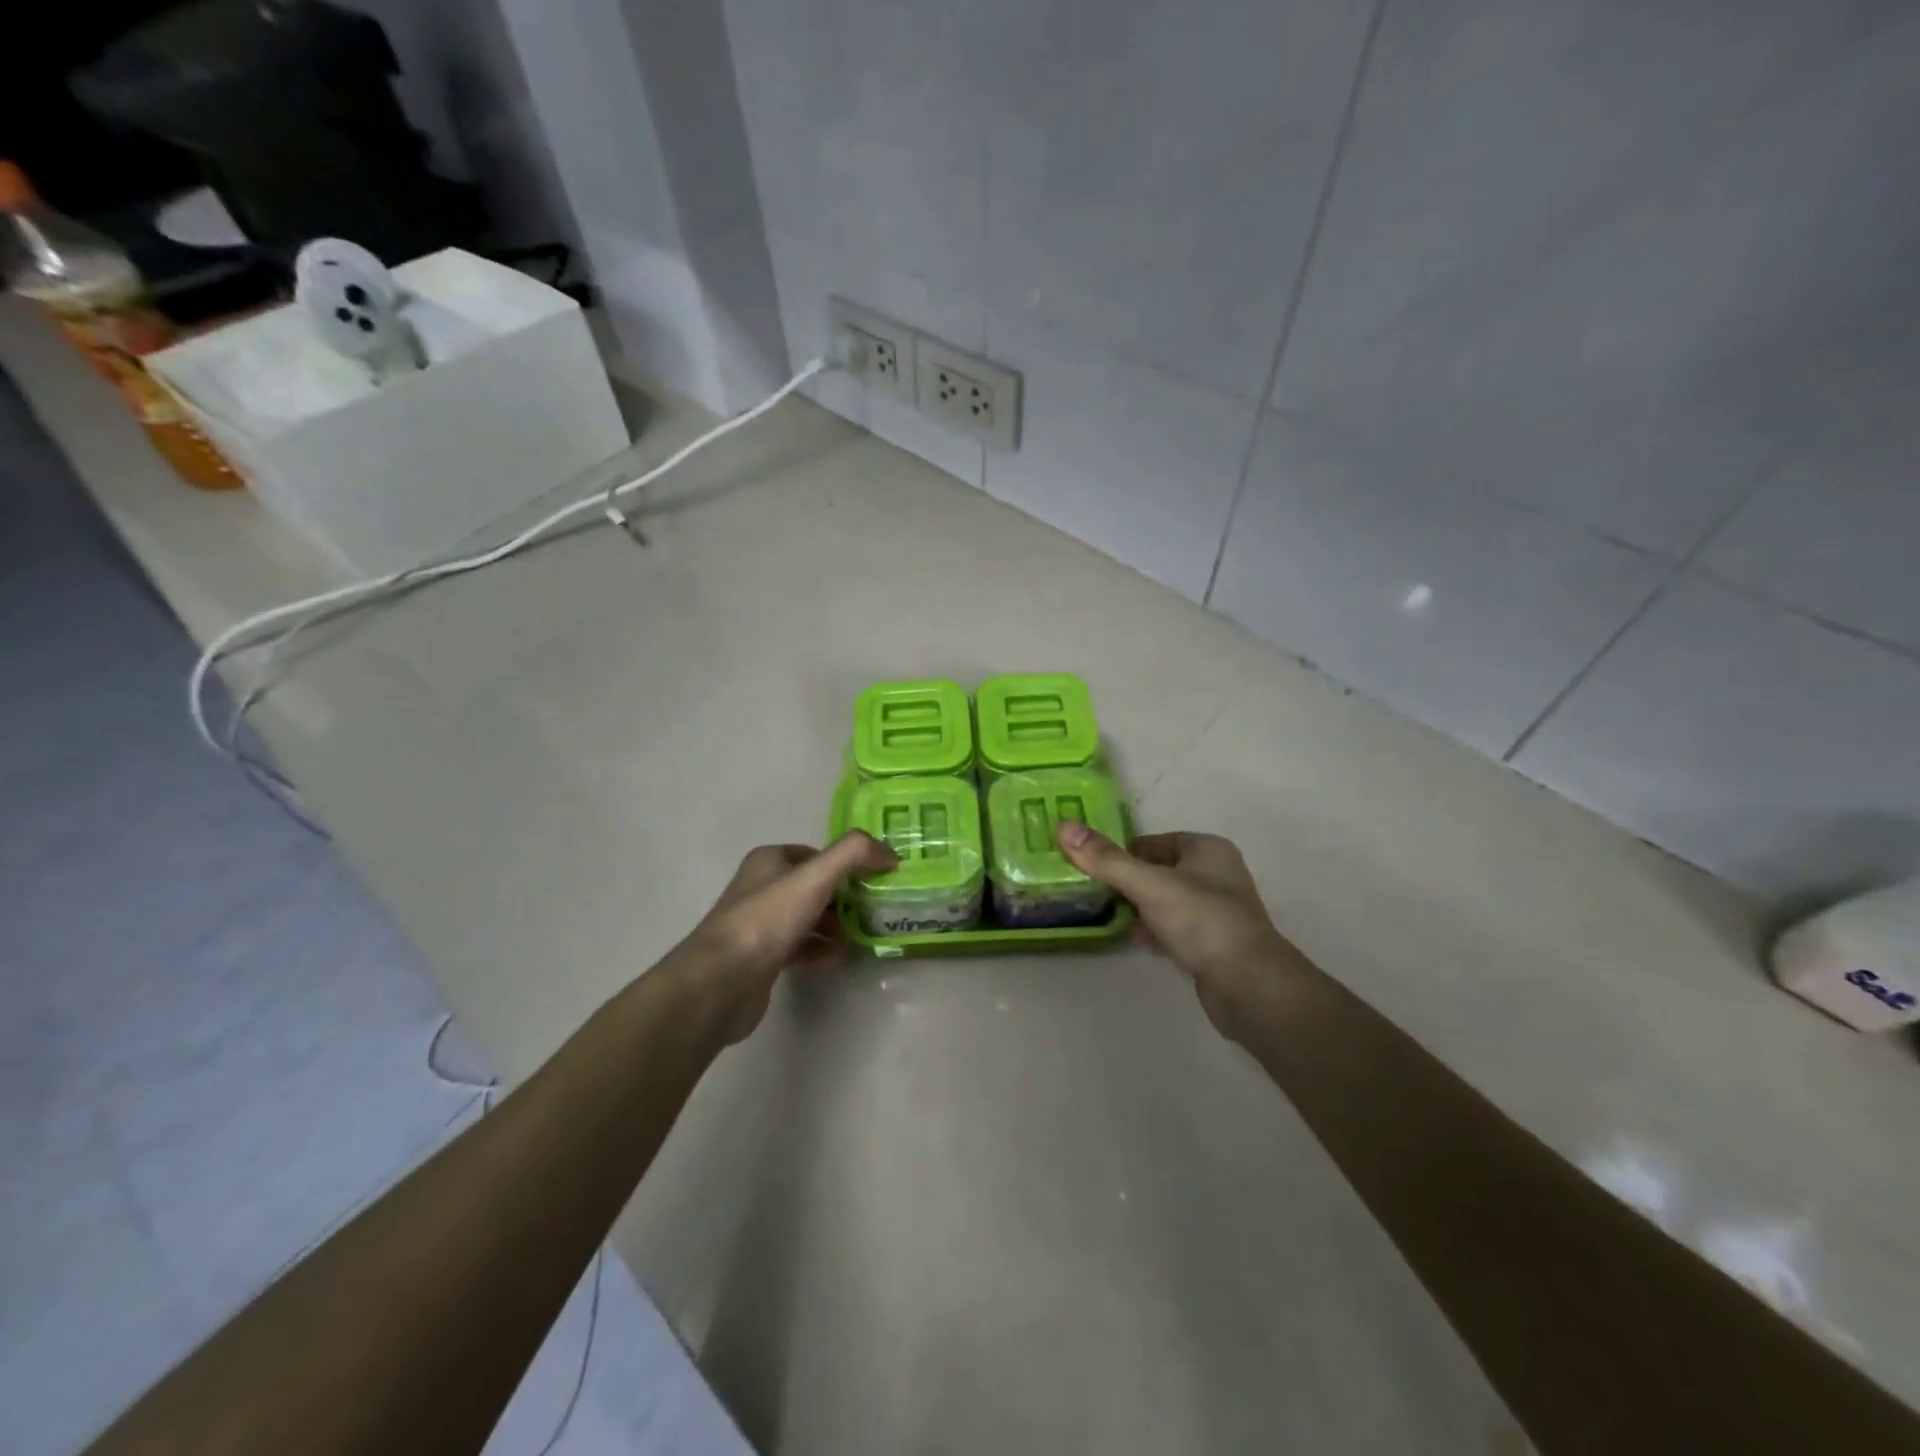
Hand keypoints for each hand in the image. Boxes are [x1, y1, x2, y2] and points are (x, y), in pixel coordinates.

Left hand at [674, 831, 897, 1043]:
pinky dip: (822, 950)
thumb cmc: (768, 920)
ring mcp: (761, 925)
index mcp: (769, 861)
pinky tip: (840, 958)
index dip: (847, 863)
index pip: (817, 854)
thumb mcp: (815, 876)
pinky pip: (800, 947)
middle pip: (815, 886)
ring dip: (836, 925)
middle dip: (845, 897)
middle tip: (874, 910)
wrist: (722, 981)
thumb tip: (889, 853)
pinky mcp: (763, 958)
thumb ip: (854, 854)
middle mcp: (762, 887)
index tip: (876, 879)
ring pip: (808, 918)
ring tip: (863, 936)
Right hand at [1055, 824, 1293, 1045]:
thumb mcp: (1148, 885)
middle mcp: (1215, 874)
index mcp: (1207, 849)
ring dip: (1138, 906)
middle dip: (1126, 881)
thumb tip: (1064, 826)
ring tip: (1105, 914)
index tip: (1091, 868)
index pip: (1153, 841)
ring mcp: (1215, 911)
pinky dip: (1153, 930)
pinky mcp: (1211, 944)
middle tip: (1092, 891)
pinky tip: (1133, 938)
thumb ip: (1106, 859)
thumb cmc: (1201, 921)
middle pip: (1157, 870)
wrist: (1248, 986)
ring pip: (1164, 900)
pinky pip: (1173, 928)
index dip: (1122, 853)